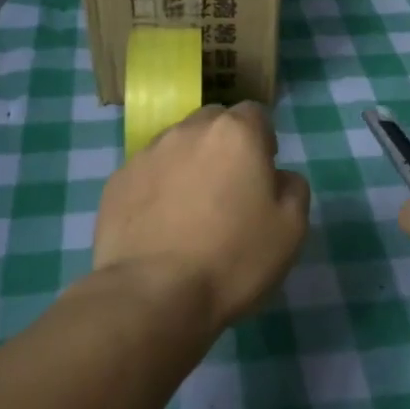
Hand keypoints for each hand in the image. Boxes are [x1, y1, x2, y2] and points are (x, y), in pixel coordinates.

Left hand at [94, 103, 311, 331]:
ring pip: (176, 145)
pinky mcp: (116, 181)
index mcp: (234, 134)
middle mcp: (188, 131)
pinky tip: (160, 225)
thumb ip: (293, 189)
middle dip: (223, 145)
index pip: (254, 114)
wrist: (153, 293)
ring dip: (188, 165)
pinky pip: (146, 173)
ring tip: (190, 210)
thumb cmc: (233, 258)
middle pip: (212, 123)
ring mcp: (146, 154)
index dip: (262, 140)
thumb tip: (278, 176)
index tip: (262, 173)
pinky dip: (157, 188)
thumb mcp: (291, 229)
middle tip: (228, 189)